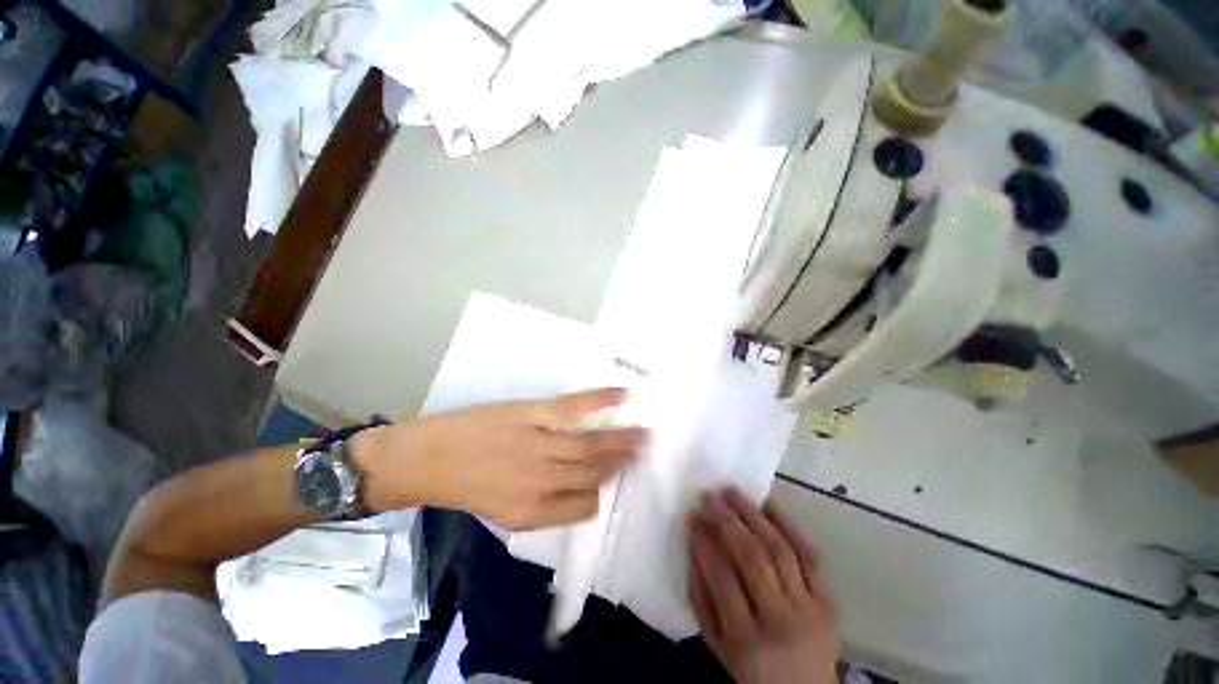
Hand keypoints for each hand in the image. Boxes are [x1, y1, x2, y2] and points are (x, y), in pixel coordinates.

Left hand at [353, 389, 647, 529]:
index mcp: (536, 511)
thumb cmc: (467, 486)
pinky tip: (623, 394)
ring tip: (645, 434)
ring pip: (593, 444)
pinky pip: (577, 407)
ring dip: (623, 439)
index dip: (602, 493)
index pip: (586, 505)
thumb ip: (546, 507)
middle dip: (625, 464)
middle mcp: (545, 479)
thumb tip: (582, 494)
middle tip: (648, 452)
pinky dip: (602, 400)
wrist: (427, 458)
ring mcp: (542, 442)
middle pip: (596, 472)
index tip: (615, 480)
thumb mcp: (505, 512)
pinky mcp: (536, 413)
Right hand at [688, 488, 838, 683]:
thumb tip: (694, 545)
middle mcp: (781, 620)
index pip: (722, 578)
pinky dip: (788, 525)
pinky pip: (809, 555)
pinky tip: (768, 504)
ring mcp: (810, 608)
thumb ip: (701, 597)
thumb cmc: (751, 670)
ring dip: (753, 515)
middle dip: (727, 521)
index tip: (692, 516)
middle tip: (709, 496)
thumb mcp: (716, 644)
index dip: (704, 543)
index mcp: (747, 640)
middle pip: (753, 558)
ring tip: (732, 492)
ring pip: (779, 549)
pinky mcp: (829, 600)